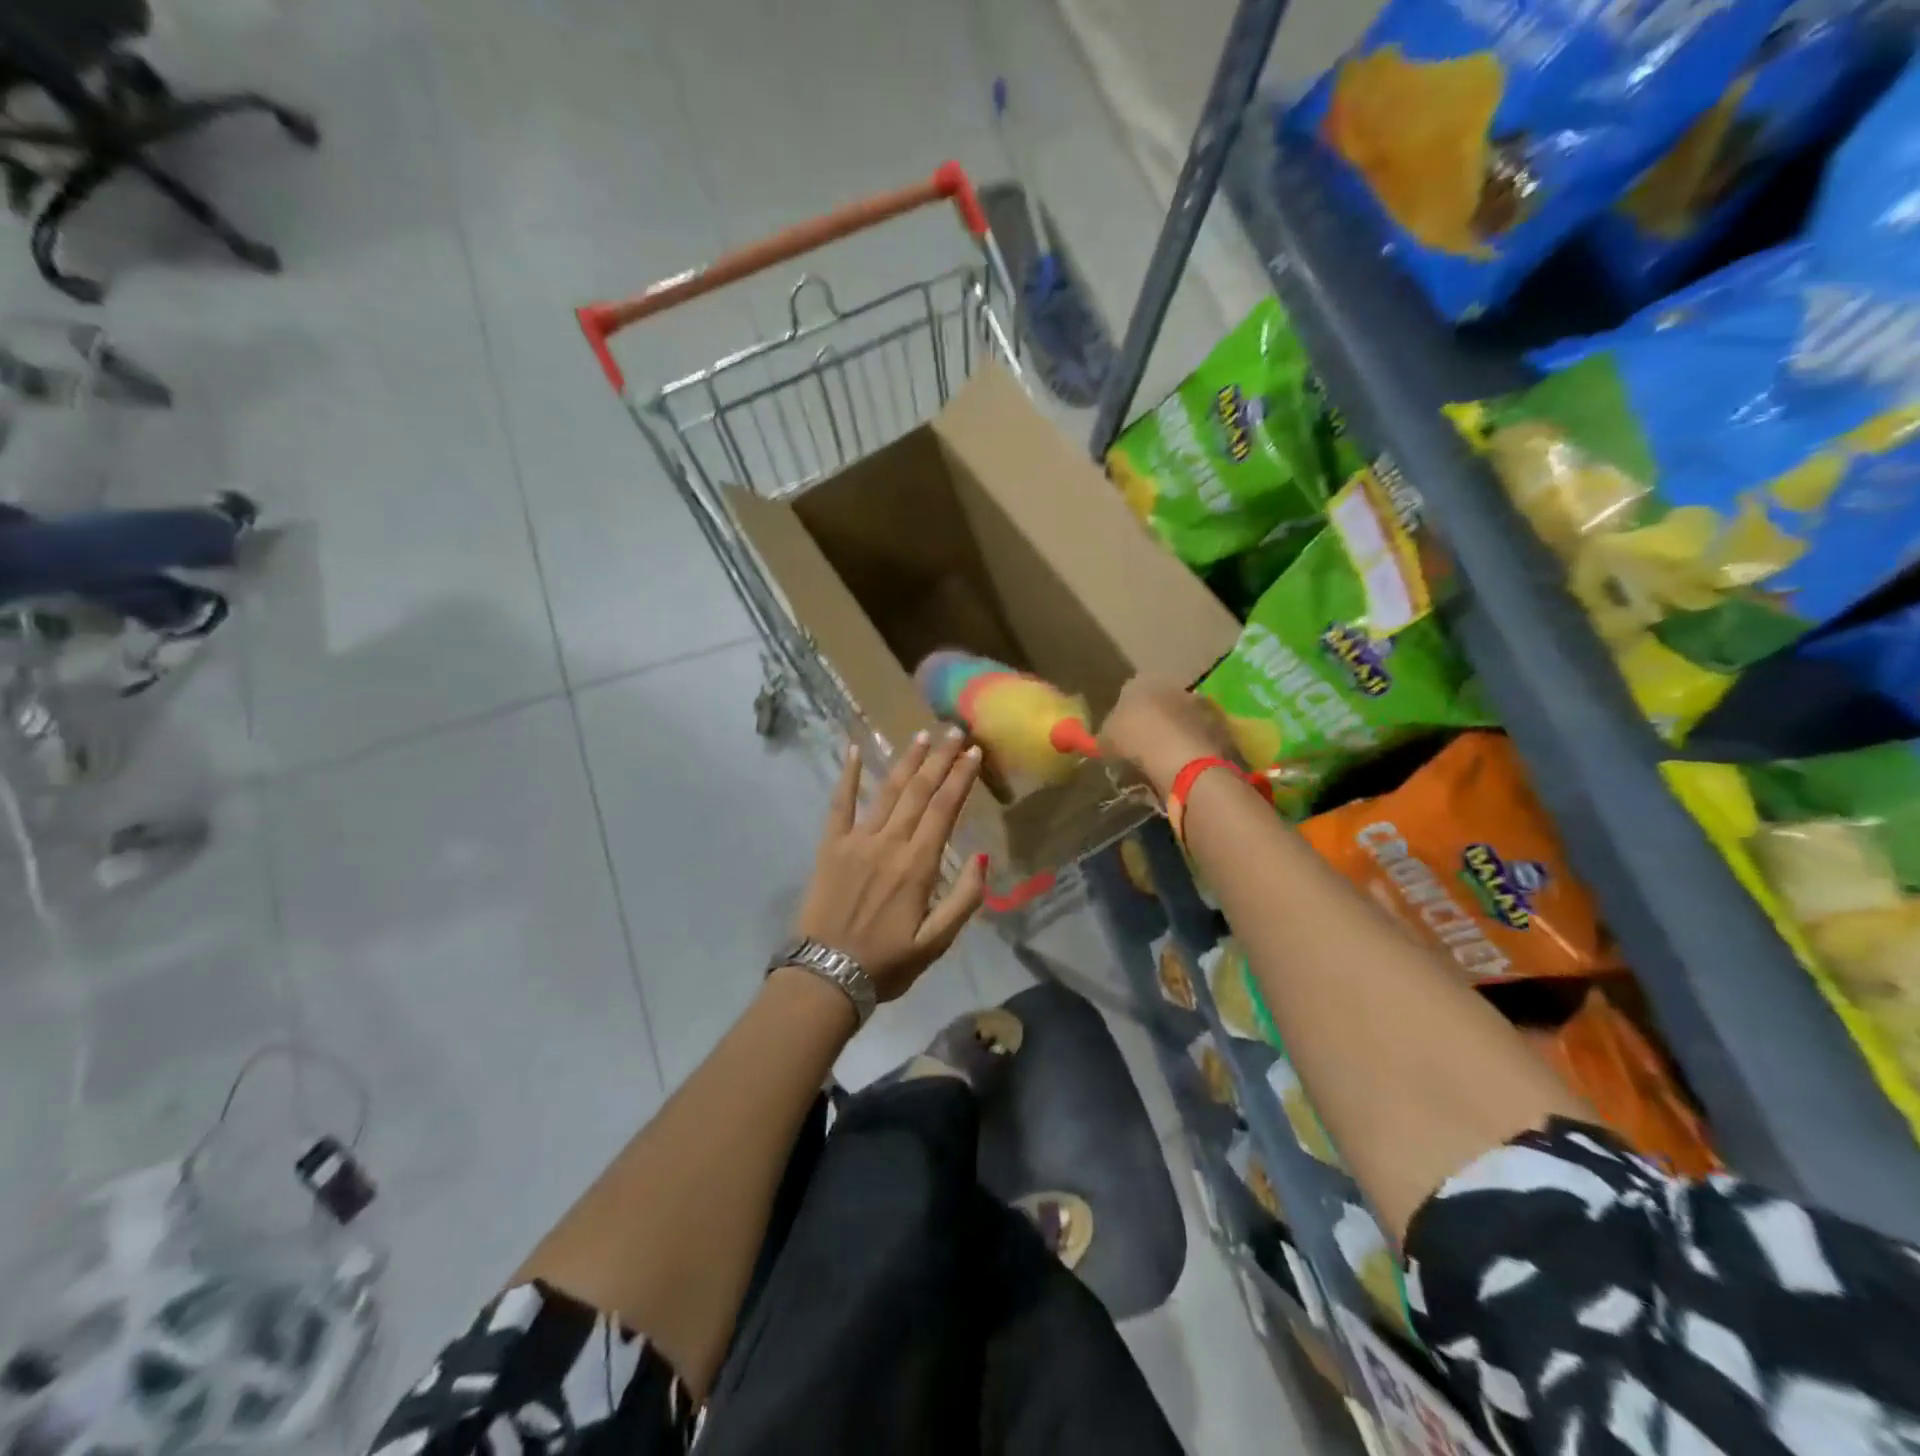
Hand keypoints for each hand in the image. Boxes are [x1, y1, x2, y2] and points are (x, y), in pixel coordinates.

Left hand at [794, 728, 987, 1003]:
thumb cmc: (886, 964)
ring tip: (922, 735)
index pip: (944, 809)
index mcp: (918, 865)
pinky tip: (852, 750)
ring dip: (906, 760)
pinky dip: (846, 775)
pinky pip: (840, 804)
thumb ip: (965, 900)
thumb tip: (983, 857)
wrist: (826, 976)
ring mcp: (857, 841)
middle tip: (955, 732)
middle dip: (940, 759)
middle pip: (919, 791)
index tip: (974, 752)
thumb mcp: (936, 943)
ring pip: (886, 791)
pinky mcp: (831, 846)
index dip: (961, 778)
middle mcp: (890, 843)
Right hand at [1098, 677, 1235, 799]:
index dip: (1124, 714)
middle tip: (1142, 747)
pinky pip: (1197, 736)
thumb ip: (1106, 735)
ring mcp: (1198, 704)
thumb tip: (1106, 739)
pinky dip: (1191, 747)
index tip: (1121, 735)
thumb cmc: (1135, 739)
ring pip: (1180, 719)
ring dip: (1173, 734)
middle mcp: (1171, 685)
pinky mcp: (1218, 725)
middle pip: (1158, 703)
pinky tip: (1182, 766)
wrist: (1181, 756)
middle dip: (1152, 721)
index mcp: (1140, 681)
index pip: (1128, 692)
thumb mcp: (1106, 740)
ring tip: (1163, 760)